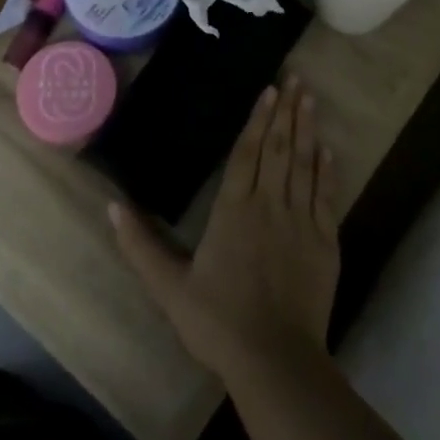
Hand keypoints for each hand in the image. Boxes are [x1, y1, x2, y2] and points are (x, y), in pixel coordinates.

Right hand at [111, 76, 339, 383]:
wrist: (275, 360)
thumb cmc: (218, 321)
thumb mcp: (169, 287)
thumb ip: (140, 246)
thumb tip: (112, 206)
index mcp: (234, 211)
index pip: (247, 154)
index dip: (258, 120)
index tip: (269, 91)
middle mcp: (270, 206)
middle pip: (279, 150)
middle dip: (286, 112)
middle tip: (296, 79)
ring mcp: (301, 222)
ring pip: (304, 165)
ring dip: (307, 129)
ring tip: (311, 99)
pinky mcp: (324, 243)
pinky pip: (325, 196)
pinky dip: (326, 170)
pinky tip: (327, 149)